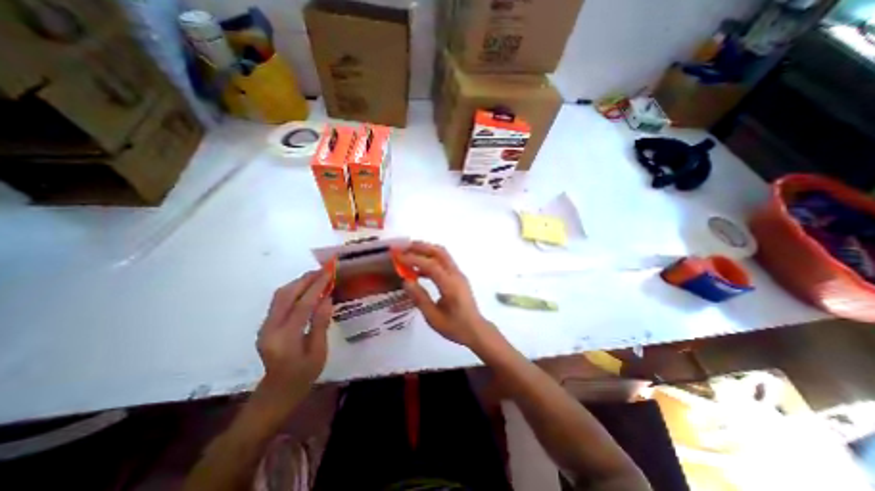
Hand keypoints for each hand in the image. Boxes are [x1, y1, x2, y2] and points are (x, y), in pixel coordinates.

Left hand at [257, 272, 333, 402]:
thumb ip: (320, 324)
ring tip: (317, 275)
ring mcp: (265, 326)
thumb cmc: (303, 375)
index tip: (329, 273)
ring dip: (298, 282)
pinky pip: (279, 301)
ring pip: (280, 295)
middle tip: (324, 270)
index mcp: (285, 339)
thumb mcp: (318, 352)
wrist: (277, 392)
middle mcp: (270, 329)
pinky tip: (306, 287)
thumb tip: (327, 299)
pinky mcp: (266, 325)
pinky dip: (293, 290)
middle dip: (306, 279)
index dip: (317, 286)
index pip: (302, 305)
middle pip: (286, 295)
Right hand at [399, 242, 493, 348]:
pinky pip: (444, 262)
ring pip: (443, 255)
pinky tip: (419, 269)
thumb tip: (406, 281)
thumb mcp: (433, 317)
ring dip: (426, 250)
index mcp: (451, 286)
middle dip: (421, 247)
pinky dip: (431, 259)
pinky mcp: (458, 277)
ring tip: (408, 253)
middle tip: (403, 247)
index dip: (414, 259)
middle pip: (440, 252)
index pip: (432, 265)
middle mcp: (456, 275)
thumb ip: (420, 298)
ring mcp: (459, 274)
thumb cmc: (455, 327)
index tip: (399, 257)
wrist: (476, 330)